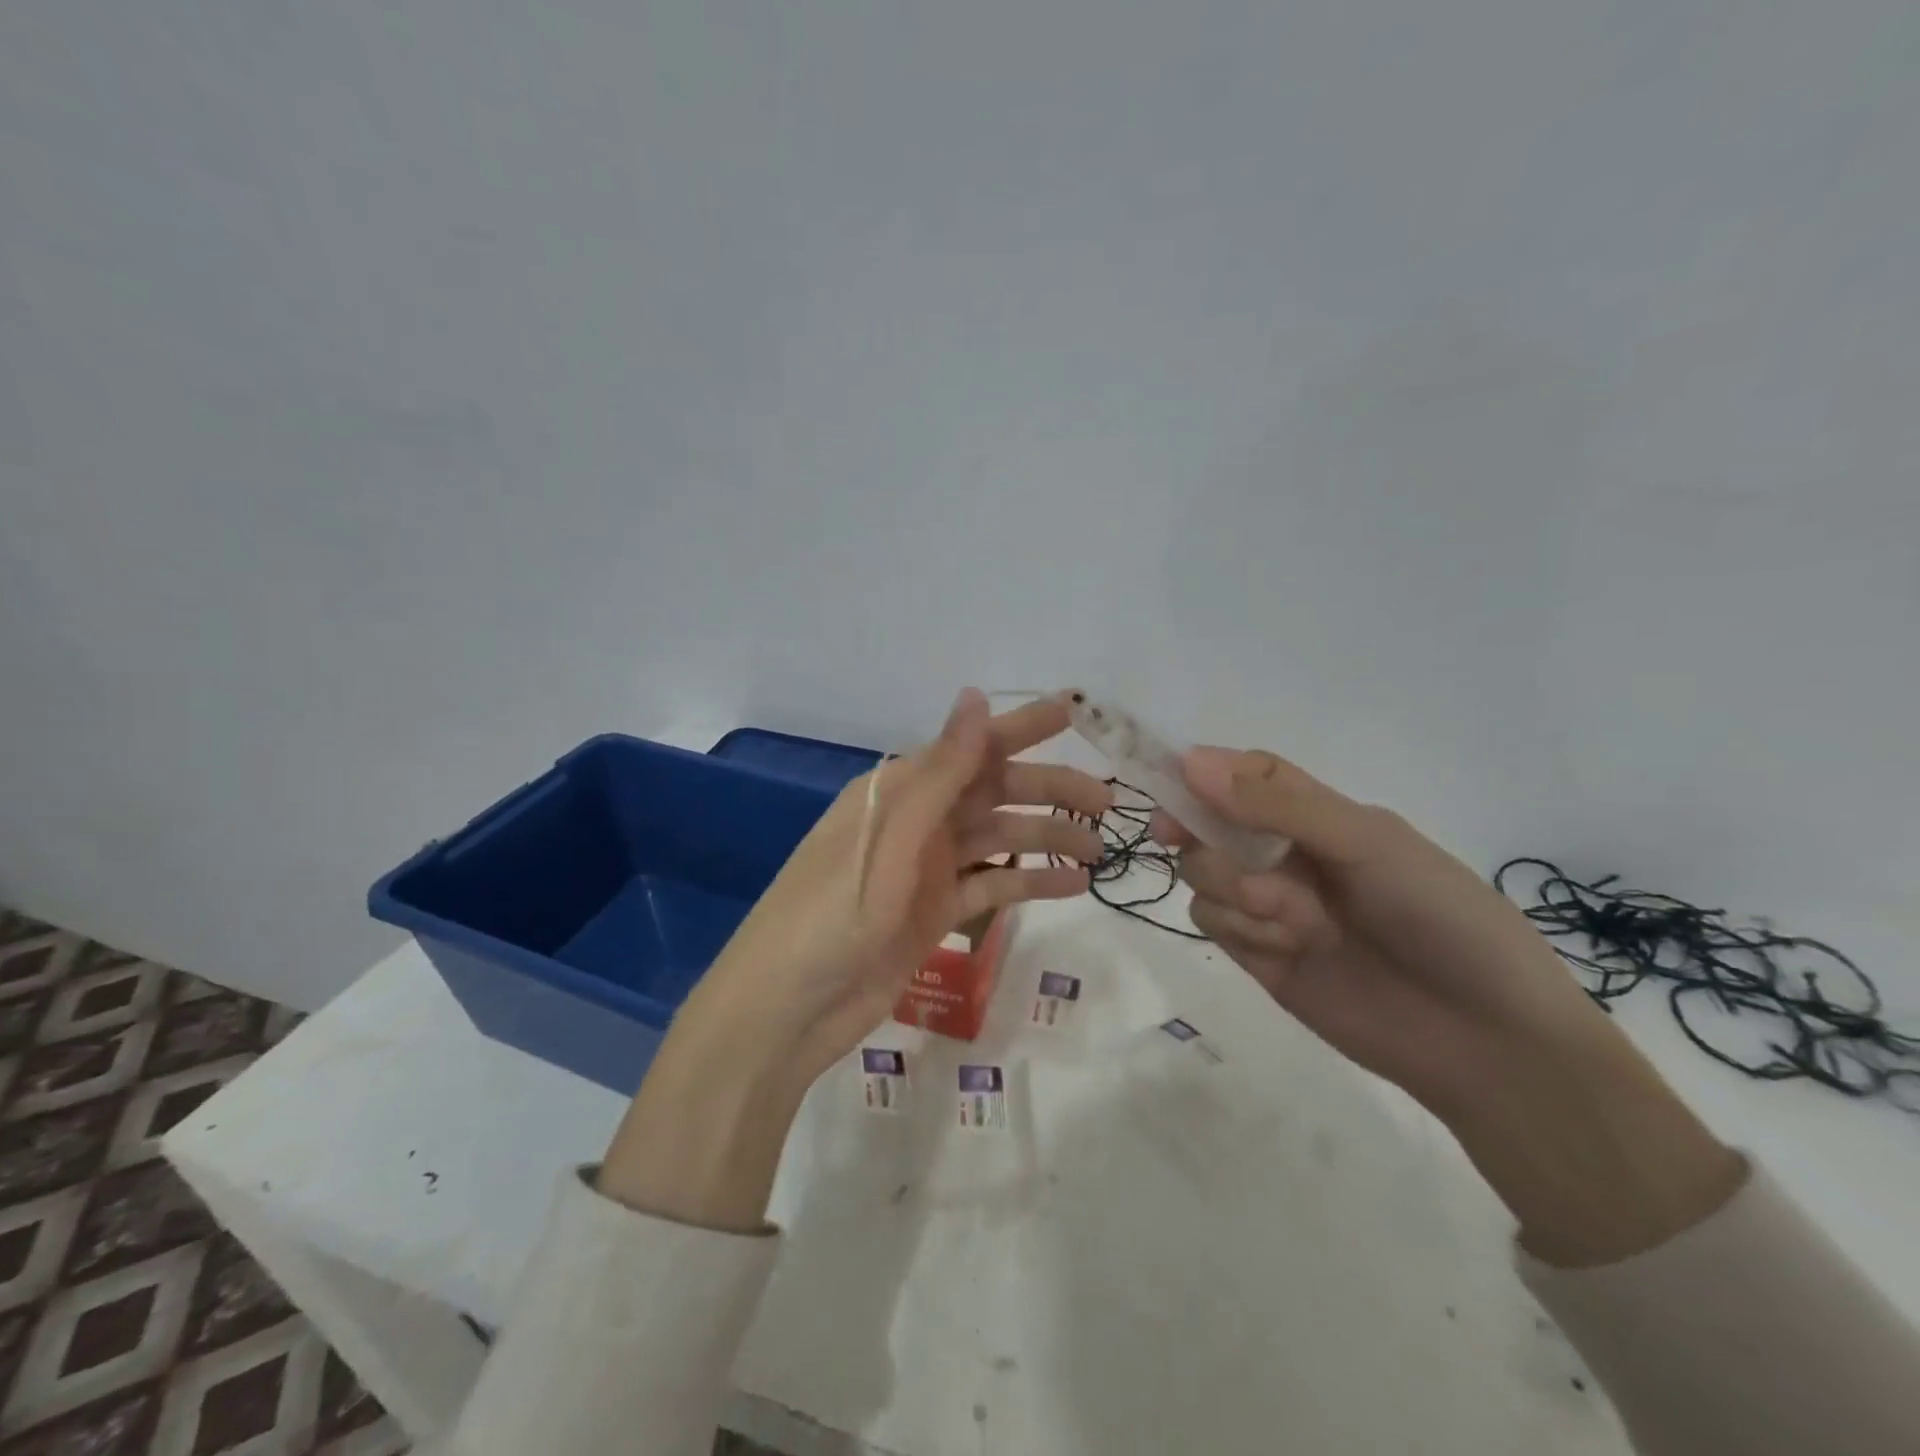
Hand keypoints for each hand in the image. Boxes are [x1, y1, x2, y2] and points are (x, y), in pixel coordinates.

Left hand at [688, 688, 1108, 1087]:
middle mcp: (916, 820)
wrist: (786, 1010)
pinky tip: (1074, 886)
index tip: (1072, 712)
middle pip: (993, 793)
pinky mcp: (934, 913)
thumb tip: (975, 696)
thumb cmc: (830, 916)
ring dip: (1046, 839)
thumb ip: (940, 772)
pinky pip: (992, 888)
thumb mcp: (889, 840)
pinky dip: (1030, 886)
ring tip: (1100, 848)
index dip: (1021, 728)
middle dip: (1048, 790)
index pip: (969, 747)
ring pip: (998, 840)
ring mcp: (926, 869)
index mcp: (897, 790)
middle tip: (1105, 801)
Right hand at [1163, 748, 1745, 1265]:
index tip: (1171, 778)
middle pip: (1207, 824)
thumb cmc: (1443, 919)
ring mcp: (1266, 905)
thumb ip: (1277, 805)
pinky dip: (1240, 929)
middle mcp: (1284, 853)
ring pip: (1200, 873)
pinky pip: (1209, 921)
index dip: (1206, 771)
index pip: (1247, 775)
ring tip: (1301, 923)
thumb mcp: (1368, 844)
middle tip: (1209, 849)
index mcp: (1319, 816)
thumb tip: (1190, 760)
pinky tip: (1287, 949)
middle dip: (1210, 839)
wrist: (1483, 1041)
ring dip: (1237, 891)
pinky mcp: (1253, 954)